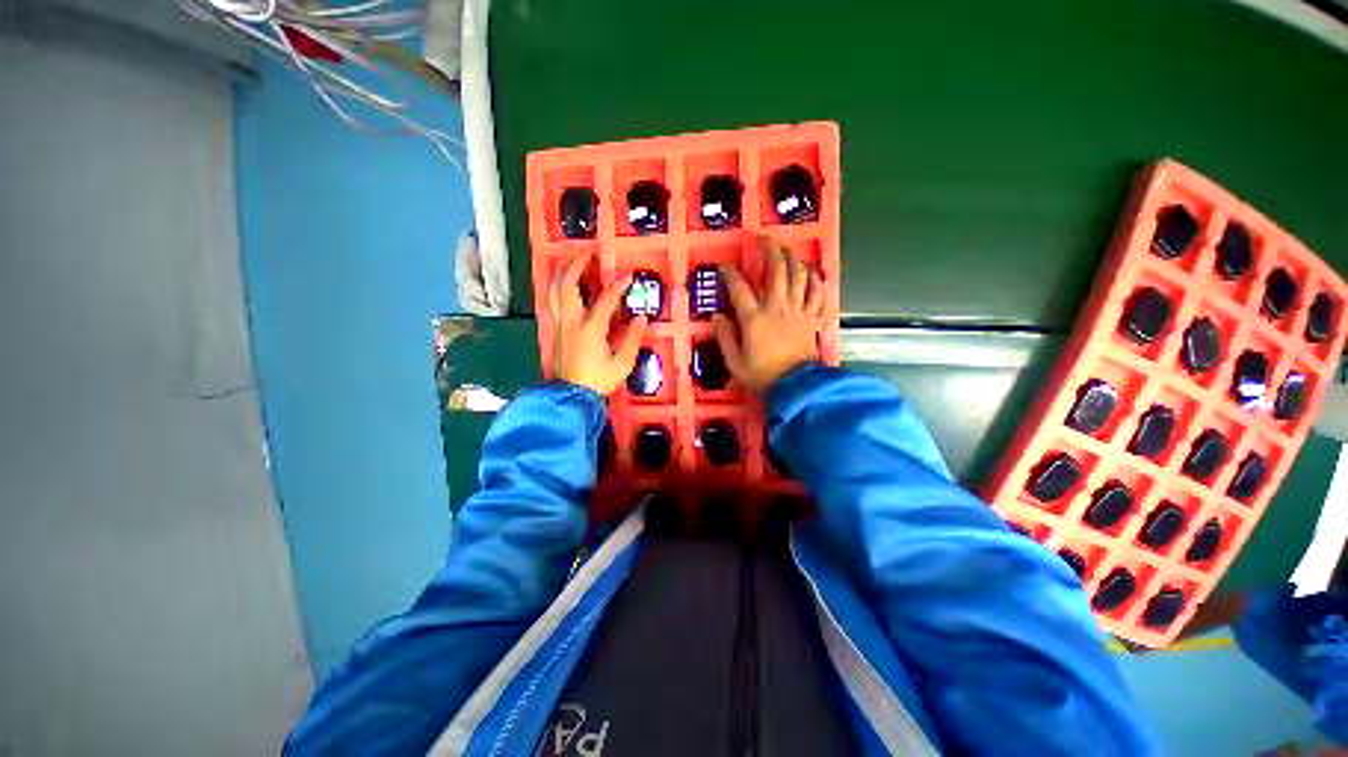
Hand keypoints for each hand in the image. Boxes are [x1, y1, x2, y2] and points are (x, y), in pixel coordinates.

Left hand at [549, 253, 648, 395]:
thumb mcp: (622, 363)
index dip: (618, 286)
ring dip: (562, 274)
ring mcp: (558, 325)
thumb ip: (632, 339)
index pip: (605, 299)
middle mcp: (570, 321)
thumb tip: (642, 318)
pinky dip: (556, 289)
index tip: (628, 276)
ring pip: (553, 291)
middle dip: (576, 265)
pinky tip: (563, 288)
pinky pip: (551, 302)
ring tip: (572, 265)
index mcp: (590, 328)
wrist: (570, 395)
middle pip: (567, 284)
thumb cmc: (597, 380)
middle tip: (587, 253)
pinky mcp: (553, 330)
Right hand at [714, 236, 824, 391]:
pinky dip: (814, 277)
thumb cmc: (762, 375)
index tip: (724, 267)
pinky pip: (816, 291)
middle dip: (769, 249)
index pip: (739, 288)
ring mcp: (797, 310)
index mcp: (754, 319)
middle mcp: (776, 308)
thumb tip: (716, 316)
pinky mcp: (811, 316)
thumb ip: (724, 337)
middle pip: (776, 270)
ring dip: (792, 257)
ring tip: (784, 249)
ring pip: (798, 275)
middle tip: (763, 239)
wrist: (795, 386)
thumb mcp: (734, 361)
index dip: (730, 274)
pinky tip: (809, 270)